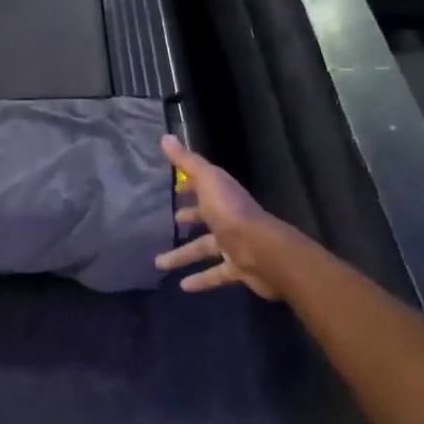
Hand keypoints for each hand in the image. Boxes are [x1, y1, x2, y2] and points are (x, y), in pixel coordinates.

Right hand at [155, 136, 284, 298]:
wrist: (264, 252)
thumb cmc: (232, 213)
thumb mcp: (207, 181)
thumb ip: (186, 162)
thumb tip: (165, 137)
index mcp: (222, 195)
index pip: (203, 186)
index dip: (189, 186)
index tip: (173, 189)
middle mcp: (229, 218)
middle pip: (204, 217)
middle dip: (187, 219)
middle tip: (168, 223)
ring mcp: (234, 244)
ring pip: (204, 248)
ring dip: (183, 255)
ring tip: (159, 264)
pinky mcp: (237, 268)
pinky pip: (215, 274)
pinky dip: (200, 280)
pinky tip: (183, 287)